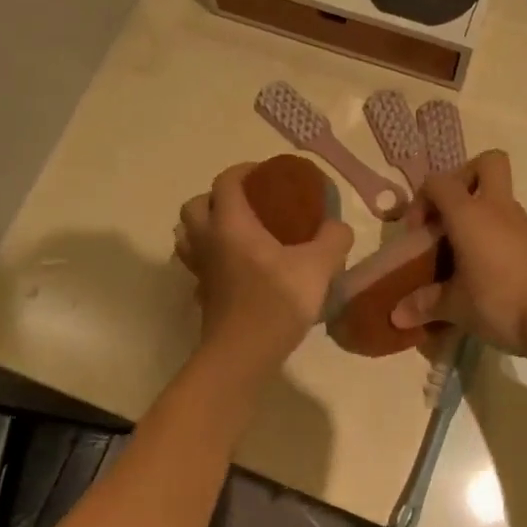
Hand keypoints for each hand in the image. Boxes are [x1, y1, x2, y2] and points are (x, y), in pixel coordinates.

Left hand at [176, 164, 353, 370]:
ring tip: (236, 232)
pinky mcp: (202, 294)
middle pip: (195, 205)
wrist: (242, 355)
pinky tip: (235, 267)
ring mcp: (200, 269)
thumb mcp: (318, 266)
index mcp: (231, 224)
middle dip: (217, 197)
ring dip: (206, 226)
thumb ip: (333, 239)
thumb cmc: (276, 302)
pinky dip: (210, 257)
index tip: (265, 173)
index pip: (226, 181)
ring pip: (188, 235)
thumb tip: (338, 226)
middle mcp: (208, 241)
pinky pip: (197, 264)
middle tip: (247, 204)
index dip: (244, 171)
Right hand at [388, 151, 526, 359]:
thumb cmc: (501, 301)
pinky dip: (493, 236)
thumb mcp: (456, 307)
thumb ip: (425, 305)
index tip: (418, 234)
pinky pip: (509, 225)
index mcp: (469, 214)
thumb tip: (397, 315)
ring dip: (478, 213)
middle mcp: (497, 209)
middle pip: (487, 163)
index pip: (439, 182)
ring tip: (461, 253)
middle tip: (448, 215)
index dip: (422, 200)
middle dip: (464, 178)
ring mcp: (522, 225)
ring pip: (499, 197)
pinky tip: (484, 271)